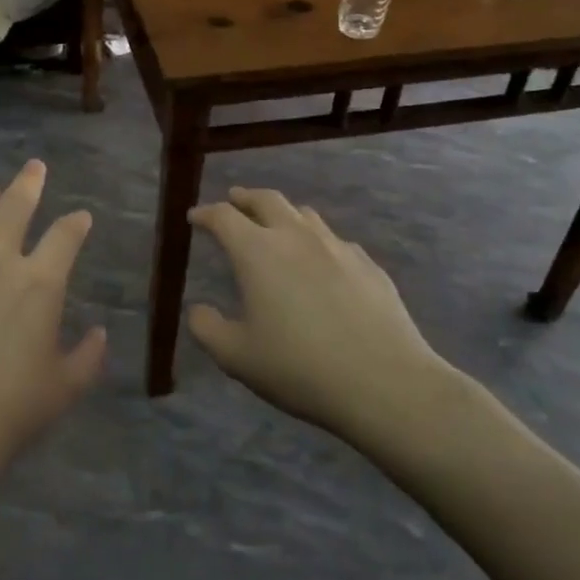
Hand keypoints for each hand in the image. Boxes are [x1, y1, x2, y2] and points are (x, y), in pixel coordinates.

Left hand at [0, 161, 106, 508]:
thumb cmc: (9, 413)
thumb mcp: (64, 390)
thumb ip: (88, 357)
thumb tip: (99, 333)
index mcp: (39, 283)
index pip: (64, 237)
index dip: (76, 223)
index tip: (81, 216)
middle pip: (14, 208)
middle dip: (28, 183)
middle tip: (34, 166)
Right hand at [188, 187, 445, 435]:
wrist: (384, 381)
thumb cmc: (299, 368)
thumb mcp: (237, 357)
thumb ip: (208, 329)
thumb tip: (199, 310)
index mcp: (258, 252)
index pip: (224, 217)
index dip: (205, 213)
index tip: (195, 217)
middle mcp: (296, 237)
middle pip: (267, 200)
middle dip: (245, 198)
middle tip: (233, 200)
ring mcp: (337, 246)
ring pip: (304, 214)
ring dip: (283, 213)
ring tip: (275, 224)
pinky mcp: (368, 264)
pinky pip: (334, 240)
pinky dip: (316, 241)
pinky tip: (320, 262)